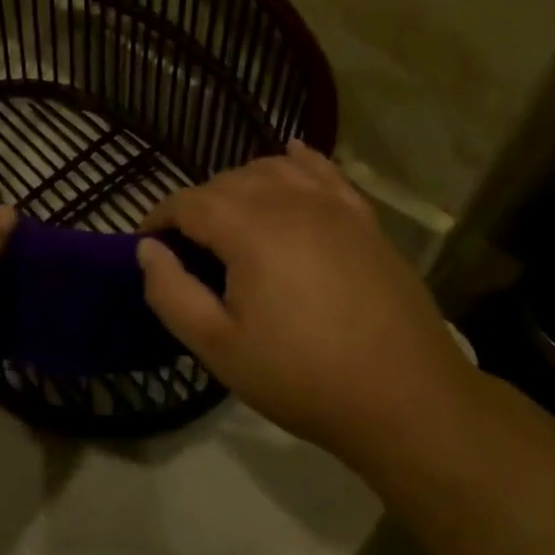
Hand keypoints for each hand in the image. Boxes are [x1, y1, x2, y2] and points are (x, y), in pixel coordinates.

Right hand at [137, 142, 473, 464]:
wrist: (406, 398)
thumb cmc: (302, 376)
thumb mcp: (218, 347)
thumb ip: (171, 293)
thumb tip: (148, 250)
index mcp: (250, 228)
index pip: (188, 202)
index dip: (159, 219)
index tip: (148, 246)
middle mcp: (290, 201)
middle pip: (227, 182)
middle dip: (197, 206)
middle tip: (189, 251)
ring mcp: (333, 206)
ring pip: (272, 170)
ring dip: (240, 185)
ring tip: (230, 220)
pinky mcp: (364, 220)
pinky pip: (324, 172)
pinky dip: (298, 162)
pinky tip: (291, 156)